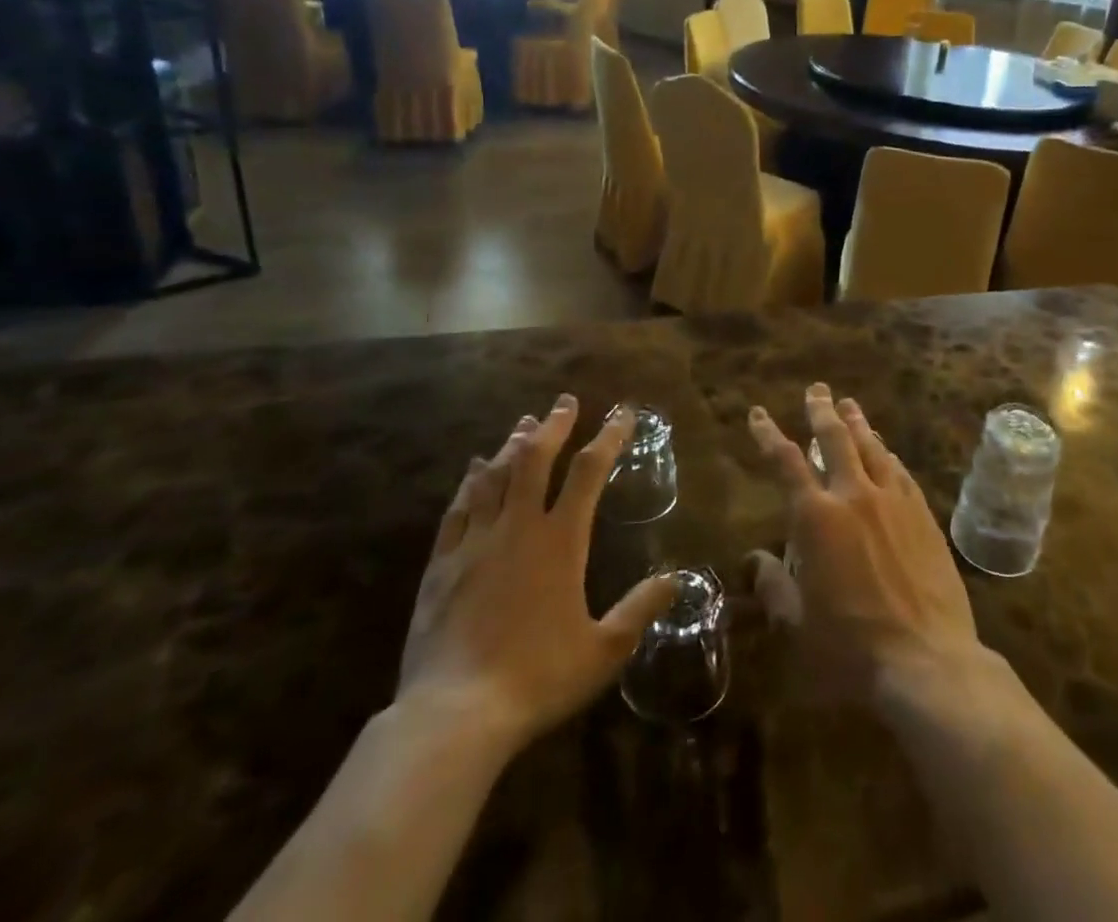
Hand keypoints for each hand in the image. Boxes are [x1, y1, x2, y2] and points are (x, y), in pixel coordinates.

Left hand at [397, 396, 676, 751]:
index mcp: (560, 540)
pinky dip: (469, 482)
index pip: (589, 472)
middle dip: (553, 426)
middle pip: (535, 458)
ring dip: (512, 445)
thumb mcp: (604, 650)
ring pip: (494, 475)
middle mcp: (518, 527)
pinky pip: (458, 508)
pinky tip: (473, 470)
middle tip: (564, 402)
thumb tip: (676, 579)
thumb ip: (640, 609)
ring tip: (524, 423)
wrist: (455, 715)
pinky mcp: (442, 563)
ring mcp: (476, 541)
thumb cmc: (538, 678)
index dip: (608, 437)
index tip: (621, 413)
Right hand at [746, 384, 985, 702]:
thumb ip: (773, 586)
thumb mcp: (796, 624)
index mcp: (815, 518)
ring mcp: (893, 502)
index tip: (759, 414)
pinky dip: (887, 454)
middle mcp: (854, 496)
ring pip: (872, 447)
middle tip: (816, 390)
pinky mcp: (923, 516)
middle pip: (834, 439)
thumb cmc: (851, 648)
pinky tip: (885, 451)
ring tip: (848, 404)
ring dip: (857, 423)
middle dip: (820, 411)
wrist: (928, 663)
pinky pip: (900, 472)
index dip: (768, 434)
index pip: (785, 462)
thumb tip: (754, 560)